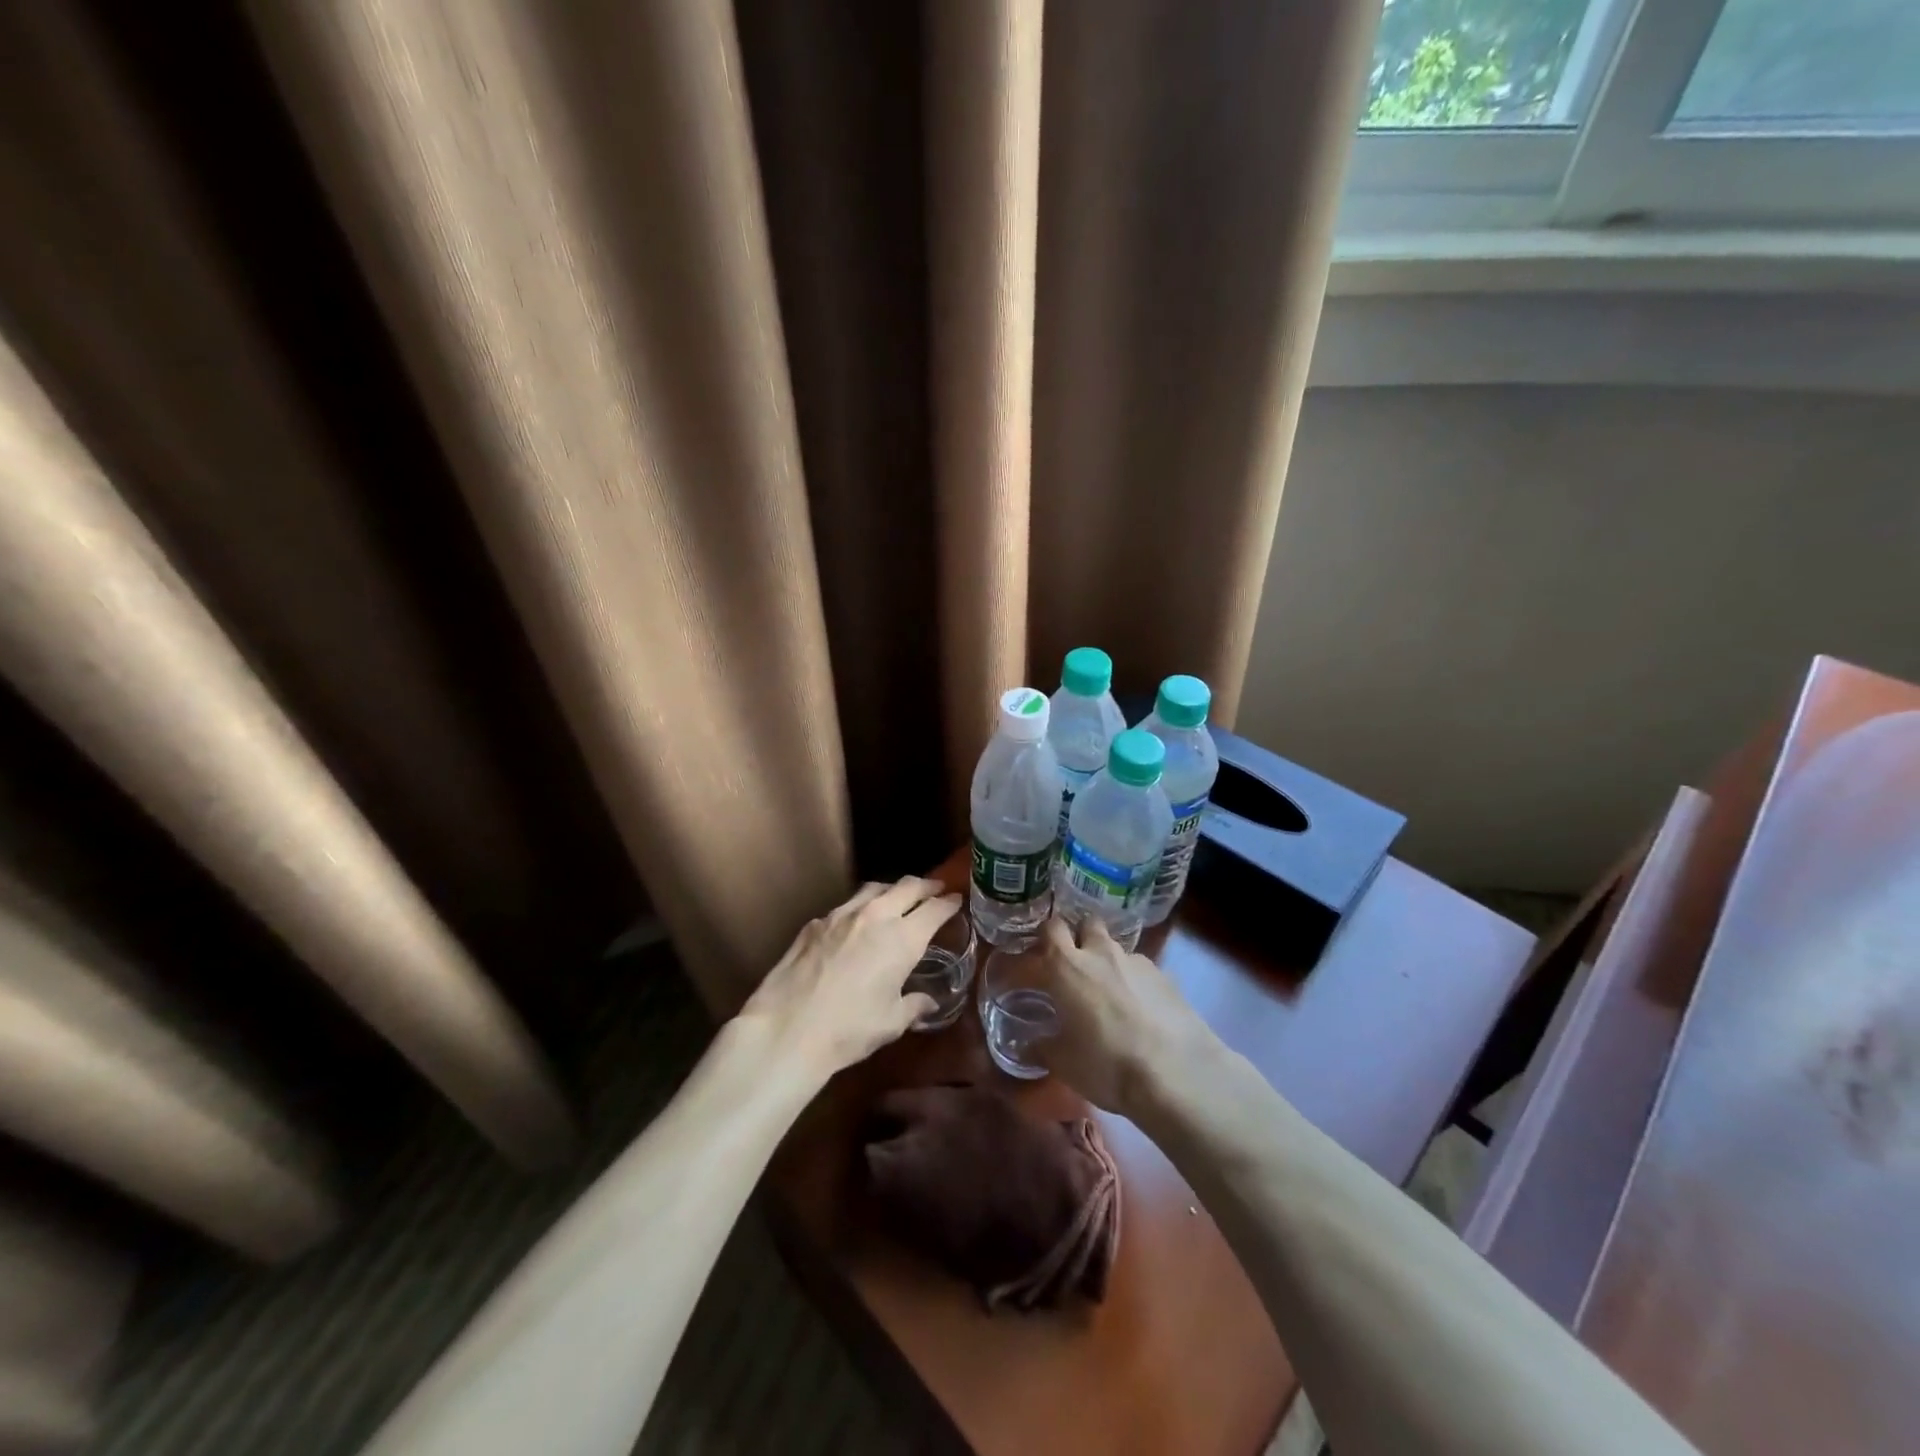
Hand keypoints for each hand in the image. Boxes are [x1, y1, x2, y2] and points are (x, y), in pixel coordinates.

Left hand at [737, 876, 959, 1082]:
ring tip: (897, 898)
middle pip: (907, 886)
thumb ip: (914, 1005)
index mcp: (902, 939)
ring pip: (875, 888)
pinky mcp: (815, 923)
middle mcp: (875, 916)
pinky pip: (846, 906)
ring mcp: (841, 915)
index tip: (956, 900)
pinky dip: (861, 908)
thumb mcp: (891, 1023)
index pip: (935, 908)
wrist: (788, 1029)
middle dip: (926, 886)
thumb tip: (928, 1002)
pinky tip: (857, 923)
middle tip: (935, 889)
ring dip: (892, 890)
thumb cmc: (849, 1030)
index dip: (949, 903)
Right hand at [1037, 915, 1218, 1114]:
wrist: (1176, 1072)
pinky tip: (1140, 1010)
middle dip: (1078, 937)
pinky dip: (1134, 982)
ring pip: (1115, 947)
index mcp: (1066, 966)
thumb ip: (1041, 1048)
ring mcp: (1136, 961)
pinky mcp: (1165, 976)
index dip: (1041, 941)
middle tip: (1074, 966)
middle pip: (1086, 923)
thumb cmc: (1106, 1063)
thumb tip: (1028, 1046)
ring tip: (1109, 993)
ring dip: (1107, 961)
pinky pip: (1140, 970)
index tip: (1037, 961)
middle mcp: (1100, 953)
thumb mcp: (1063, 1064)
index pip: (1048, 930)